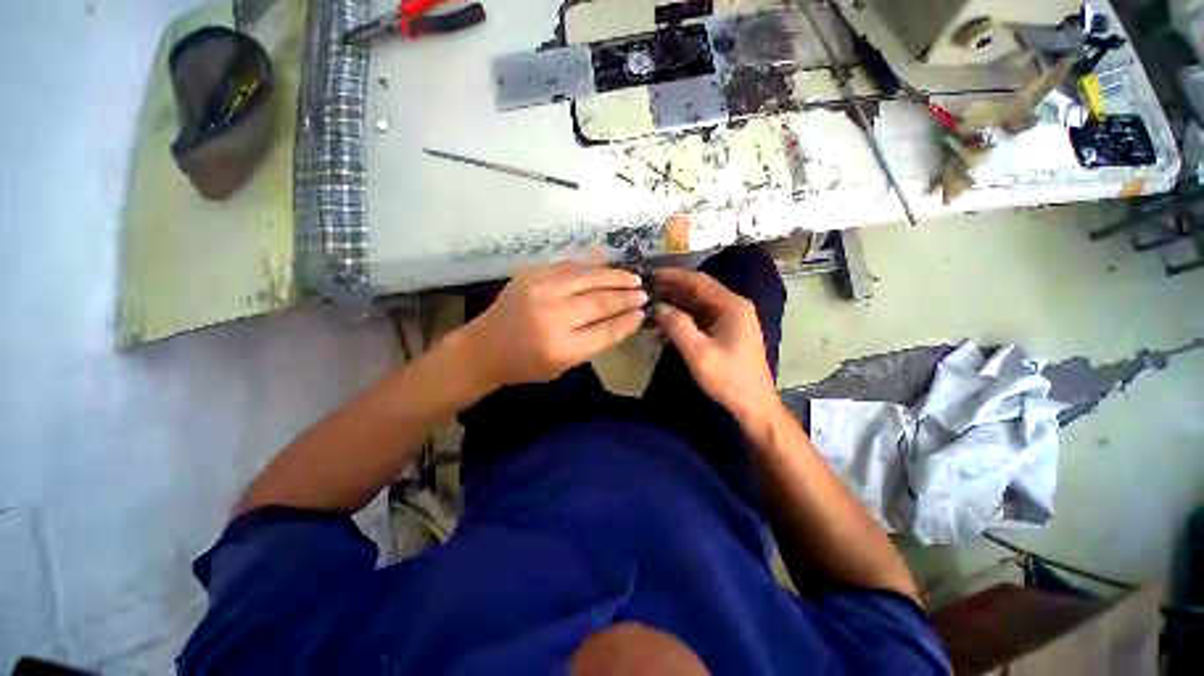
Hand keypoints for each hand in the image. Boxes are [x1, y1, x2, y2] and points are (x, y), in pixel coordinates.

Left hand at [461, 262, 646, 388]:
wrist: (483, 348)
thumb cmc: (525, 365)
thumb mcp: (564, 365)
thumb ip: (594, 342)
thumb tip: (624, 319)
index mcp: (561, 347)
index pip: (605, 330)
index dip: (627, 320)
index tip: (642, 312)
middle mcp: (552, 316)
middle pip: (599, 301)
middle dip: (626, 296)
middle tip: (643, 292)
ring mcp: (539, 290)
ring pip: (588, 277)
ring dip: (614, 276)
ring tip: (633, 277)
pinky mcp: (530, 274)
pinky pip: (569, 266)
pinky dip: (591, 266)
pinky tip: (606, 265)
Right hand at [653, 268, 779, 421]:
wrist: (753, 405)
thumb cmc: (728, 378)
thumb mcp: (698, 353)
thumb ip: (677, 326)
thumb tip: (657, 306)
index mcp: (732, 306)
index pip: (698, 281)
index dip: (672, 276)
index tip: (649, 275)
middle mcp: (732, 306)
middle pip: (697, 291)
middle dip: (670, 291)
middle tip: (644, 292)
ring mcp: (729, 319)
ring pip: (695, 305)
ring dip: (673, 307)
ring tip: (648, 309)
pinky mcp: (724, 331)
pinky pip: (698, 319)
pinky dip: (680, 321)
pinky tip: (661, 328)